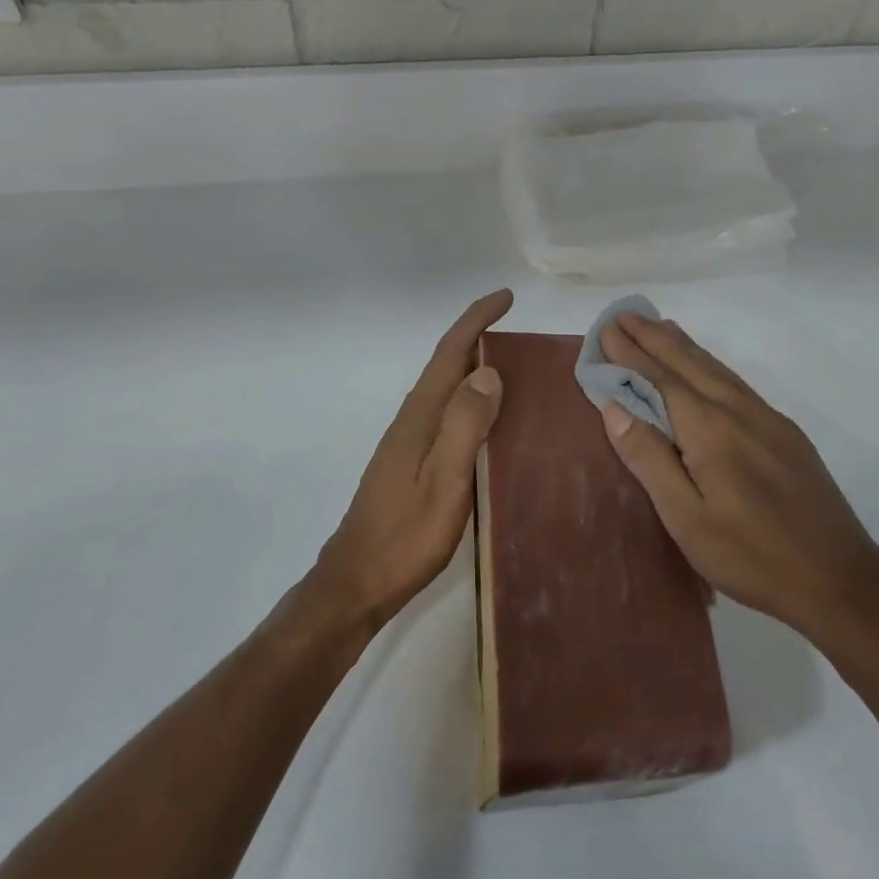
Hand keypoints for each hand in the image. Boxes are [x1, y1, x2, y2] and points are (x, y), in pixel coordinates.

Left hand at [314, 289, 511, 628]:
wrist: (357, 581)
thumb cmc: (405, 536)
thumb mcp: (444, 481)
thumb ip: (465, 425)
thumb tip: (488, 371)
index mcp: (421, 416)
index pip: (450, 353)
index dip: (476, 320)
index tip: (505, 297)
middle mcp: (413, 419)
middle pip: (447, 365)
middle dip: (479, 338)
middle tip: (521, 333)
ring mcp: (410, 441)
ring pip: (447, 390)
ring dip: (476, 369)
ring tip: (516, 369)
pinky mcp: (412, 461)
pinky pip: (448, 415)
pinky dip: (471, 401)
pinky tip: (491, 421)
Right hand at [597, 310, 878, 644]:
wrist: (840, 579)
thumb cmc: (752, 556)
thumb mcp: (686, 518)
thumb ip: (649, 458)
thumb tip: (614, 405)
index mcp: (710, 429)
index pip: (660, 379)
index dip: (630, 354)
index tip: (606, 328)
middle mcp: (738, 411)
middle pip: (689, 363)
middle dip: (653, 337)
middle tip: (625, 314)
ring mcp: (767, 419)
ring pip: (716, 369)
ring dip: (682, 345)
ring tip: (659, 326)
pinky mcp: (785, 433)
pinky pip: (736, 383)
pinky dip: (710, 364)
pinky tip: (706, 368)